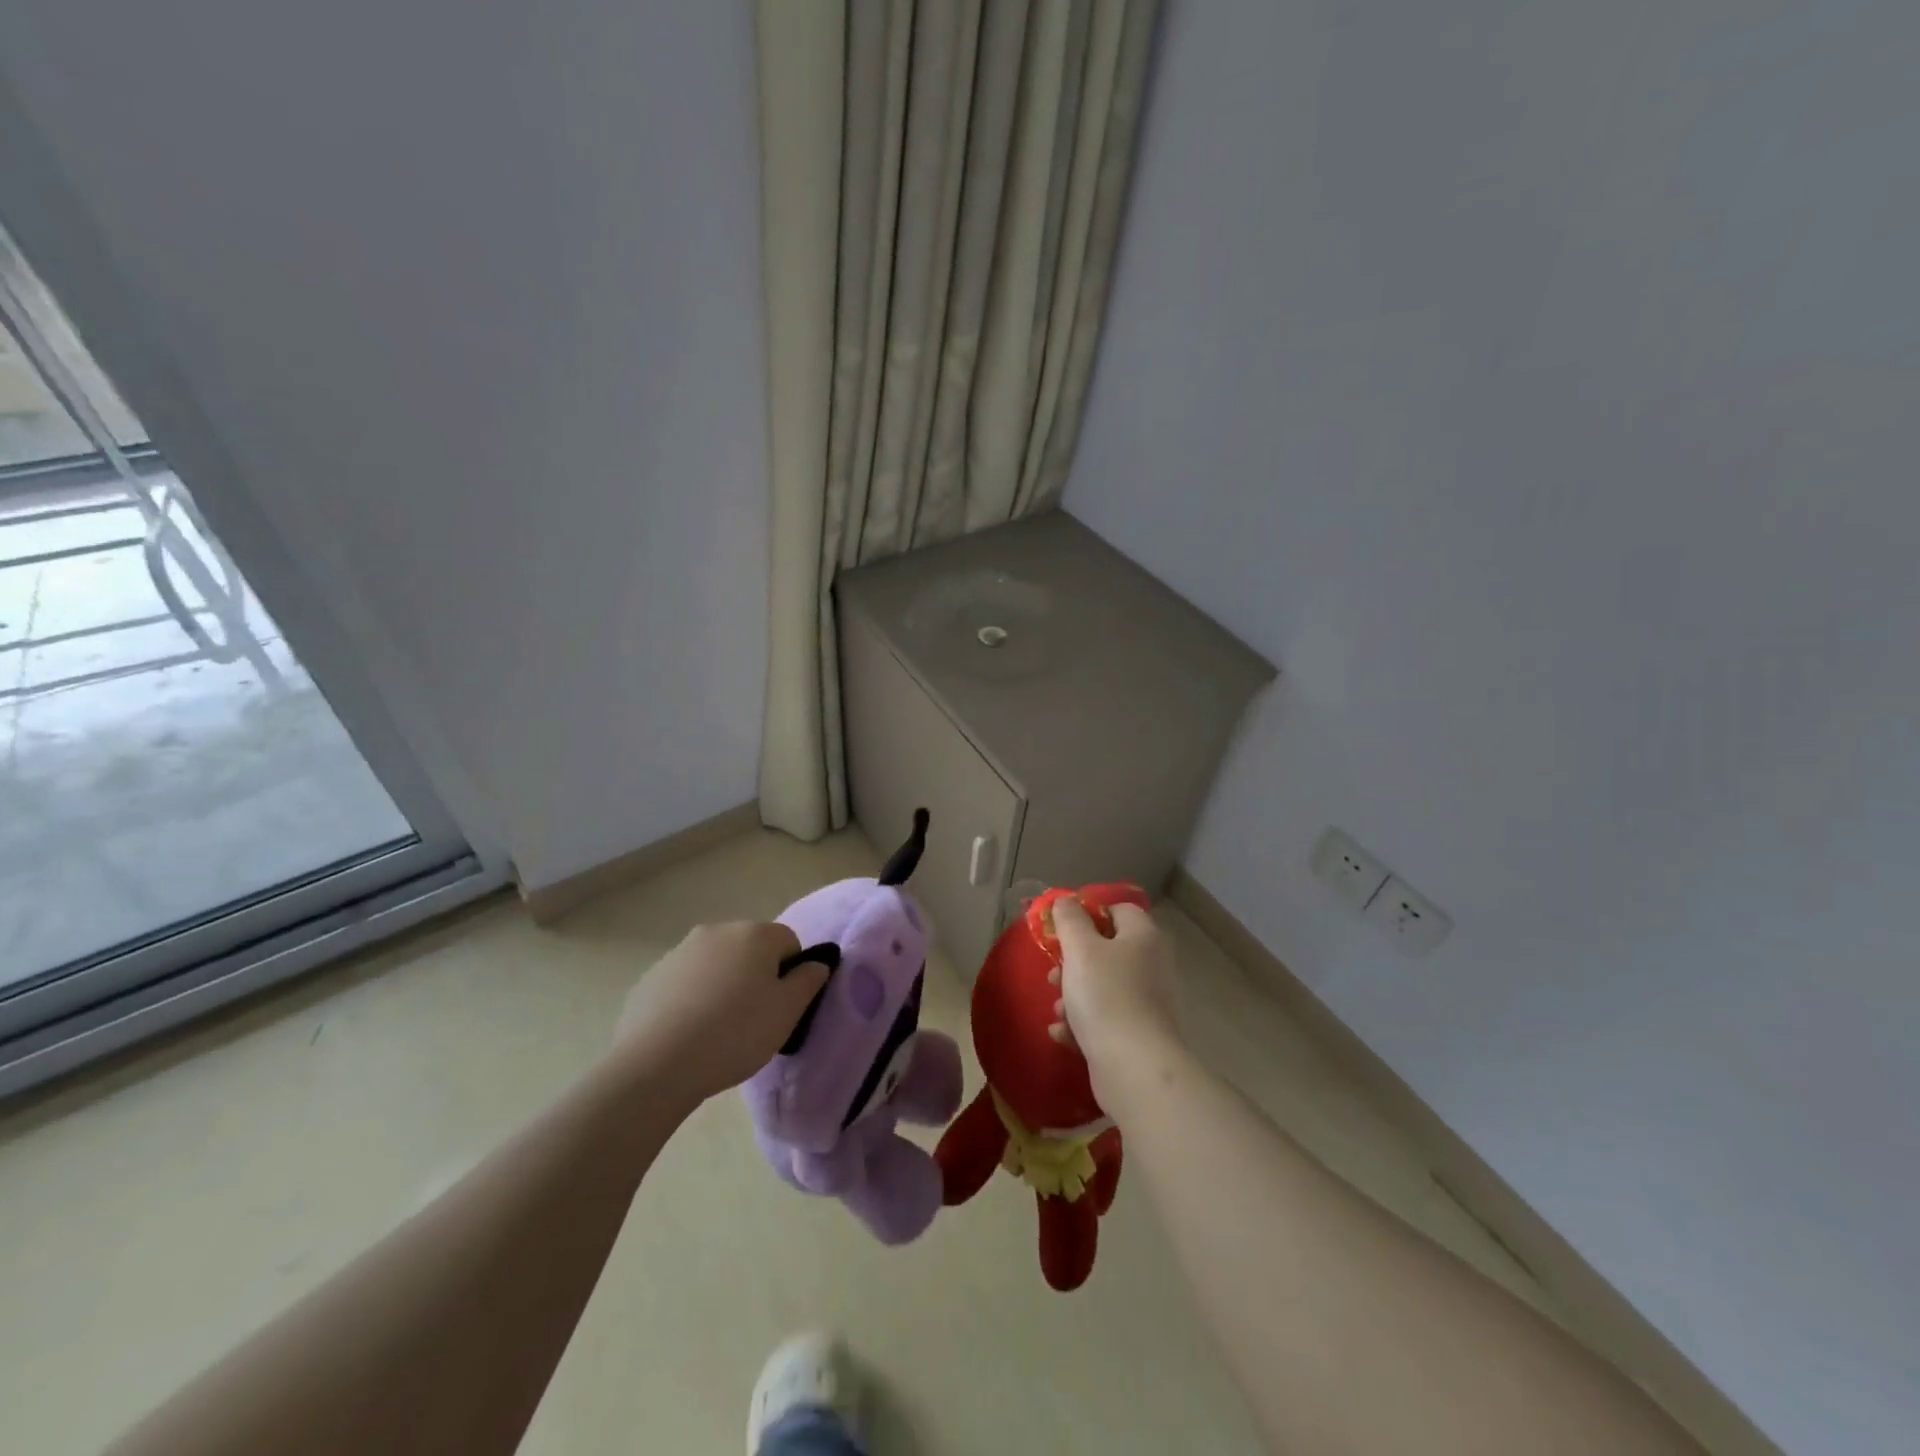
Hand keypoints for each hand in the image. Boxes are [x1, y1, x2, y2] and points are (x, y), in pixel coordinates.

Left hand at [613, 922, 826, 1108]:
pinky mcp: (651, 976)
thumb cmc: (735, 1033)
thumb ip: (809, 980)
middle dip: (755, 976)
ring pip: (716, 964)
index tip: (780, 1007)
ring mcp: (680, 951)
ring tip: (717, 1030)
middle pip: (750, 949)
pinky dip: (691, 999)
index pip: (788, 942)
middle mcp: (717, 931)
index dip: (791, 974)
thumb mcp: (787, 1012)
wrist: (656, 1064)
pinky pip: (685, 983)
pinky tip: (687, 1033)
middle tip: (753, 1019)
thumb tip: (816, 964)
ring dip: (722, 986)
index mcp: (755, 934)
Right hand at [1047, 897, 1180, 1108]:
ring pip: (1103, 987)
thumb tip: (1066, 900)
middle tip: (1054, 974)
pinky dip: (1083, 1024)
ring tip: (1058, 1010)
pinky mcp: (1140, 1034)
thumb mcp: (1080, 948)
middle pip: (1107, 950)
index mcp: (1144, 937)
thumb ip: (1069, 920)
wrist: (1134, 1067)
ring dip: (1074, 996)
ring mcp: (1149, 1002)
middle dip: (1074, 962)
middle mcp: (1152, 965)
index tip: (1061, 929)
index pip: (1118, 910)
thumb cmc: (1105, 995)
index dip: (1088, 914)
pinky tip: (1063, 1034)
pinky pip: (1106, 1019)